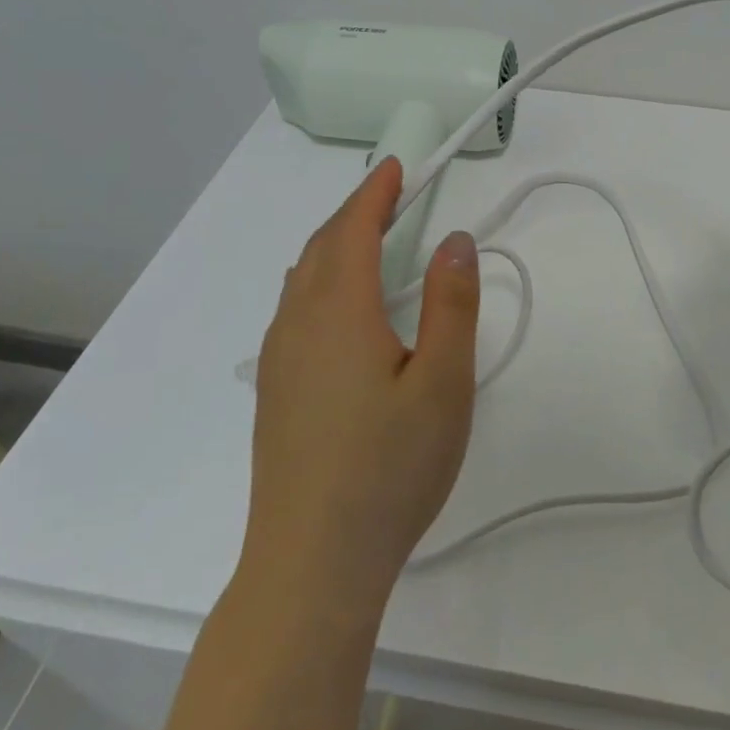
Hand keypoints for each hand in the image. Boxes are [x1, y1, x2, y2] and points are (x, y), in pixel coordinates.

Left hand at [238, 158, 480, 611]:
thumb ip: (451, 304)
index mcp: (340, 312)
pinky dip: (319, 282)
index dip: (375, 192)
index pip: (354, 230)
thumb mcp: (443, 383)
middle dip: (355, 213)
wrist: (312, 562)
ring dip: (335, 246)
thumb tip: (455, 240)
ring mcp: (279, 360)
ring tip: (370, 243)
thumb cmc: (389, 468)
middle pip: (322, 247)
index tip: (395, 167)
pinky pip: (294, 310)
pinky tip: (341, 311)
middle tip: (392, 197)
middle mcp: (298, 324)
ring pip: (302, 279)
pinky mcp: (274, 392)